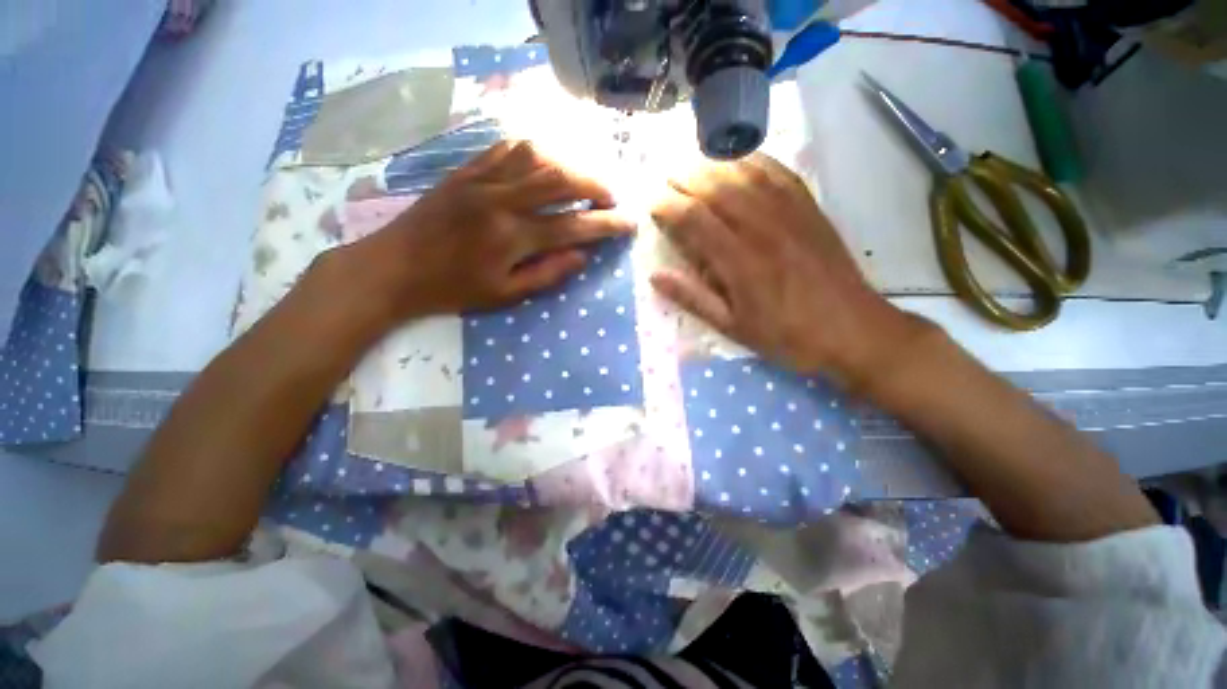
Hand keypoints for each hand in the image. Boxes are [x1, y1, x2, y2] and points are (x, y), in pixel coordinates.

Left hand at [326, 140, 635, 325]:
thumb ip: (547, 274)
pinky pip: (505, 150)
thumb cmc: (452, 289)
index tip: (629, 223)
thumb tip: (583, 257)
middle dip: (594, 185)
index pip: (573, 226)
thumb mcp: (504, 294)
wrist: (394, 268)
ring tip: (582, 179)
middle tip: (610, 196)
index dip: (606, 225)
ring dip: (567, 165)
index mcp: (513, 237)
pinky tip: (544, 161)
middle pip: (560, 181)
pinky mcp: (464, 171)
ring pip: (536, 158)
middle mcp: (502, 200)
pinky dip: (533, 152)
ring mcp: (481, 180)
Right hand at [650, 152, 925, 390]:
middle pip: (715, 187)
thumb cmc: (785, 335)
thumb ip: (693, 299)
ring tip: (690, 166)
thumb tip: (655, 276)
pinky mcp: (809, 207)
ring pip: (743, 172)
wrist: (851, 330)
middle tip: (664, 181)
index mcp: (740, 263)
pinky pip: (777, 171)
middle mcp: (762, 228)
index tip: (650, 205)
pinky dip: (751, 159)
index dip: (667, 206)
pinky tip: (735, 160)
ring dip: (712, 164)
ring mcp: (789, 213)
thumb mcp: (732, 327)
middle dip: (683, 178)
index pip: (694, 219)